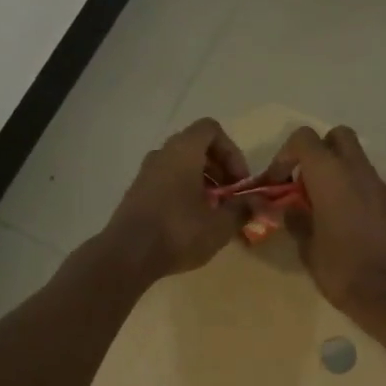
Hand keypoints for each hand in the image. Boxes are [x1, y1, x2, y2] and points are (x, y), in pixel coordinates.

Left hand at [104, 118, 253, 280]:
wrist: (127, 255)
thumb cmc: (178, 231)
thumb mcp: (220, 224)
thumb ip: (243, 209)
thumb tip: (259, 203)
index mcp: (183, 151)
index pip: (211, 129)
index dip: (231, 151)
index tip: (239, 180)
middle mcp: (162, 154)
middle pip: (197, 147)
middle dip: (220, 168)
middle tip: (231, 196)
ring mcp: (146, 173)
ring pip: (181, 165)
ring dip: (203, 181)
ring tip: (213, 211)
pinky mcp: (137, 192)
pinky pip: (167, 180)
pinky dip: (184, 191)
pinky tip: (192, 221)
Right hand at [265, 126, 385, 322]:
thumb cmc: (342, 268)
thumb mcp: (307, 246)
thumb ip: (295, 220)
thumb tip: (287, 209)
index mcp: (330, 174)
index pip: (304, 138)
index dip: (286, 155)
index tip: (278, 182)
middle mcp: (357, 170)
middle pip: (337, 137)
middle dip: (317, 152)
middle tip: (304, 183)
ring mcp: (378, 184)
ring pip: (355, 158)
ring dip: (336, 171)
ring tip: (320, 205)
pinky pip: (366, 181)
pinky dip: (352, 188)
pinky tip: (342, 219)